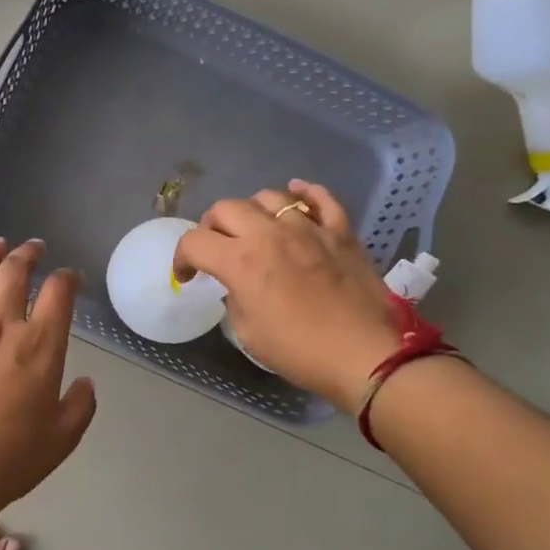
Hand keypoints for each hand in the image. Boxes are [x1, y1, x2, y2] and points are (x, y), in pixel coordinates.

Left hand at [0, 238, 97, 498]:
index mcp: (41, 345)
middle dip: (25, 254)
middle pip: (13, 276)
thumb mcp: (63, 436)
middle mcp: (3, 329)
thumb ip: (80, 405)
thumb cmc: (15, 454)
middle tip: (31, 245)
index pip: (58, 294)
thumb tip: (85, 383)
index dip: (66, 278)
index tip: (70, 275)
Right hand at [174, 181, 402, 406]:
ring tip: (255, 228)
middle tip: (217, 249)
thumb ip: (235, 299)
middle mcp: (269, 234)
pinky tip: (296, 196)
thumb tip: (238, 285)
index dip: (182, 258)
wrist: (367, 355)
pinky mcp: (340, 231)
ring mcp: (308, 228)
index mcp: (240, 262)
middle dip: (212, 227)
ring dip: (252, 210)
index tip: (188, 276)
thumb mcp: (249, 333)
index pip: (194, 241)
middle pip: (225, 208)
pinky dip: (304, 193)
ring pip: (269, 196)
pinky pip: (320, 197)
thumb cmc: (300, 351)